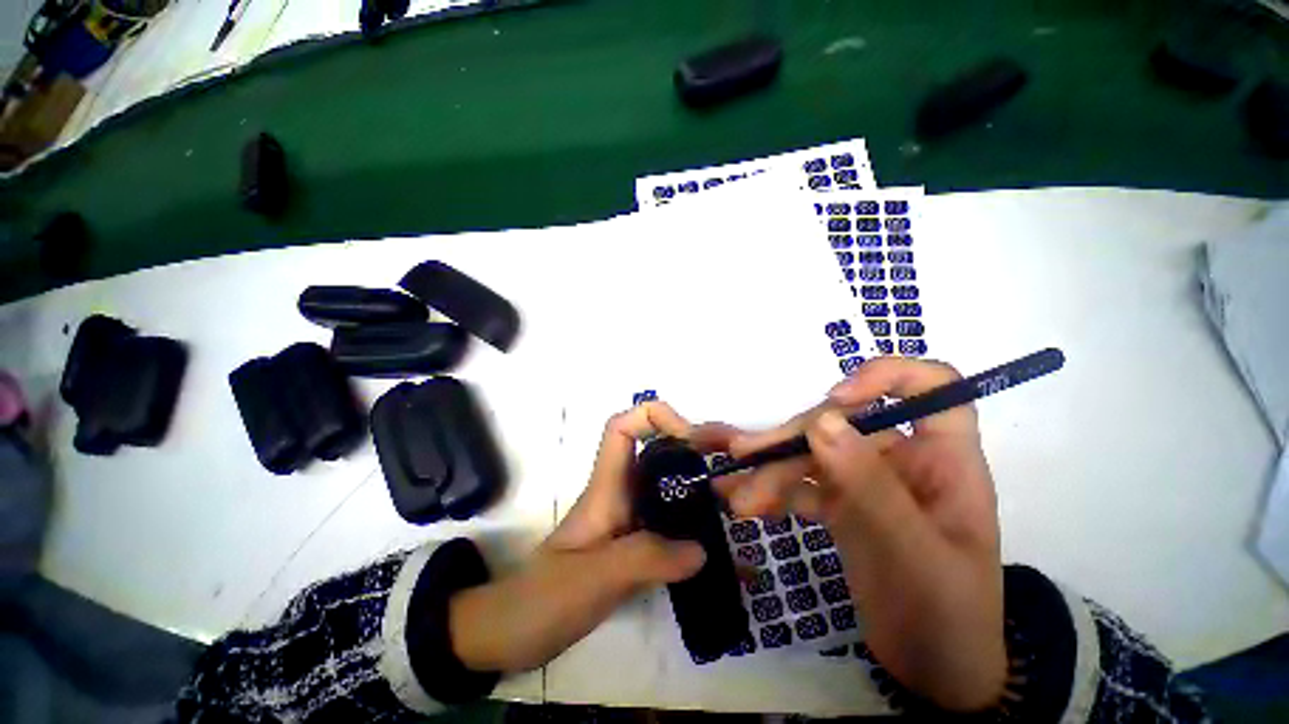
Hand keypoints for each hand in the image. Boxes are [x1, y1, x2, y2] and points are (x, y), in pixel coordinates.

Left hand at [450, 402, 706, 672]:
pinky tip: (714, 546)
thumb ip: (646, 560)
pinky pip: (668, 523)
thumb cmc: (542, 599)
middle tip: (725, 470)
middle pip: (653, 451)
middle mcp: (619, 494)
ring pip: (665, 485)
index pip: (621, 428)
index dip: (653, 416)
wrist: (514, 634)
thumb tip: (702, 549)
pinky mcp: (633, 545)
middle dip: (688, 447)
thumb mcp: (594, 578)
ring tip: (729, 503)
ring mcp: (627, 520)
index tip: (688, 436)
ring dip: (695, 485)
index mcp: (605, 488)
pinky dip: (691, 524)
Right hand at [696, 357, 1006, 710]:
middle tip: (747, 457)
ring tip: (738, 496)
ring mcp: (866, 481)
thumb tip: (820, 421)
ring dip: (772, 471)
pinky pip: (801, 484)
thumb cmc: (947, 617)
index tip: (835, 400)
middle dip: (792, 440)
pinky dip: (772, 491)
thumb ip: (868, 485)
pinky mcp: (840, 504)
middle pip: (842, 423)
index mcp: (943, 460)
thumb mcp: (913, 553)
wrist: (932, 674)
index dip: (886, 378)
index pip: (931, 388)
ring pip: (812, 454)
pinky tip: (745, 502)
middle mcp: (901, 460)